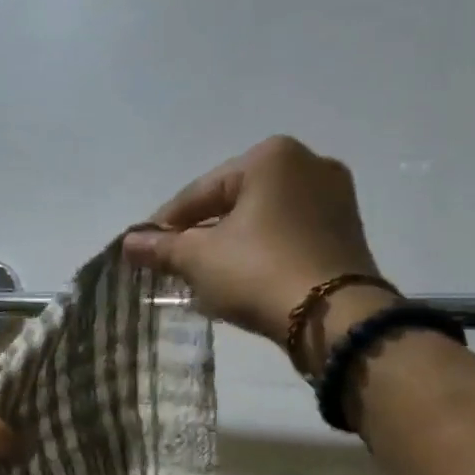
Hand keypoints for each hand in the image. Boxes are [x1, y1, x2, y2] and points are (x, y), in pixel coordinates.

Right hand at [122, 136, 388, 352]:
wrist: (333, 316)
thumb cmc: (258, 271)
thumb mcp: (198, 259)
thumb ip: (161, 247)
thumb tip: (128, 243)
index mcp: (271, 157)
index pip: (200, 191)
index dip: (167, 224)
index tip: (146, 250)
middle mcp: (309, 164)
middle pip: (234, 202)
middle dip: (202, 234)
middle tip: (176, 265)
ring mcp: (334, 198)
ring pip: (262, 220)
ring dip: (231, 245)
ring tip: (206, 276)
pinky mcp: (346, 232)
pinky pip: (288, 236)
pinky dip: (262, 253)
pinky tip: (244, 279)